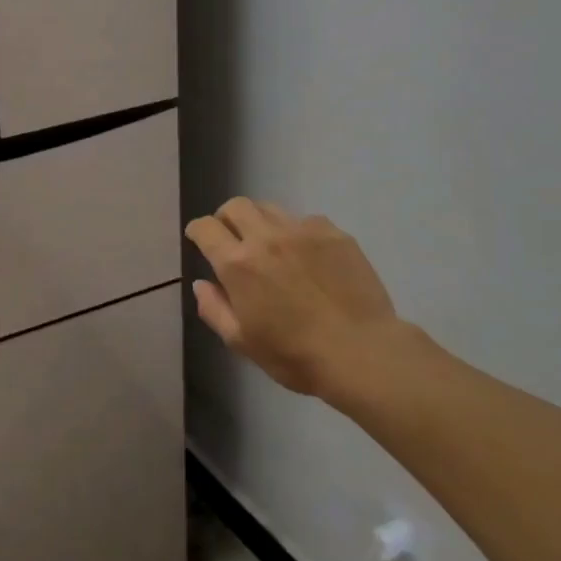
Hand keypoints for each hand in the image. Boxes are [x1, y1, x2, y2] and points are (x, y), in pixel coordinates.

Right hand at [185, 198, 424, 413]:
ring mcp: (303, 231)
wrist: (363, 353)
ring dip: (260, 221)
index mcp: (238, 263)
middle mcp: (266, 237)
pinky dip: (297, 231)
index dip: (197, 231)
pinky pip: (306, 220)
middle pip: (236, 206)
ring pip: (270, 208)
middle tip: (231, 237)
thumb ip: (213, 309)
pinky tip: (307, 255)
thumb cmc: (295, 355)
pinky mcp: (335, 234)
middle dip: (226, 217)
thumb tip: (201, 284)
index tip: (199, 239)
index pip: (206, 228)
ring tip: (269, 244)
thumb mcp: (241, 342)